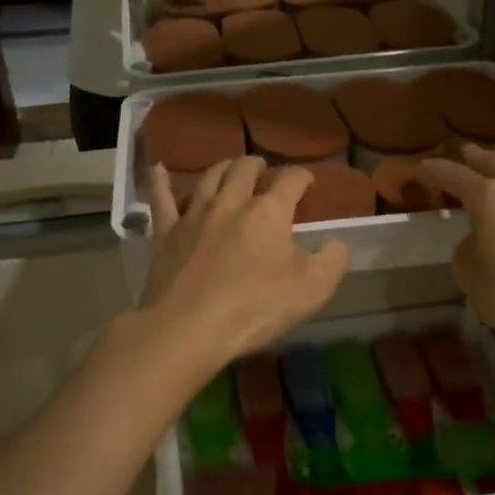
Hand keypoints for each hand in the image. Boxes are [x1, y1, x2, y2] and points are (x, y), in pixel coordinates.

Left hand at [140, 158, 349, 379]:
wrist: (188, 328)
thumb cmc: (255, 308)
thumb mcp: (312, 290)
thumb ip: (332, 260)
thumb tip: (336, 243)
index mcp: (269, 211)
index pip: (291, 179)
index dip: (304, 177)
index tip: (309, 184)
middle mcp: (231, 202)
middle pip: (246, 168)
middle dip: (260, 166)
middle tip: (266, 174)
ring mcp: (195, 214)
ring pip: (209, 177)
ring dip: (224, 168)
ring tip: (231, 169)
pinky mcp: (166, 233)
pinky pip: (161, 199)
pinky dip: (161, 182)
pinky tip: (159, 169)